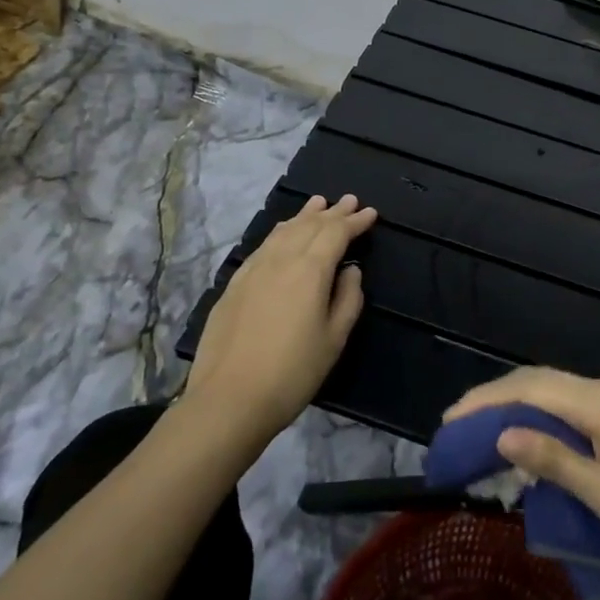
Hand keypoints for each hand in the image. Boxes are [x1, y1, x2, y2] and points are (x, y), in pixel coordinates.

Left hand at [184, 194, 377, 444]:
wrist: (229, 399)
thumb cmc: (292, 372)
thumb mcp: (334, 339)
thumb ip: (348, 299)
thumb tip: (350, 272)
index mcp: (309, 270)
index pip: (336, 233)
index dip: (355, 222)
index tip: (371, 212)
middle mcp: (281, 259)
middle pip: (310, 225)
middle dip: (332, 212)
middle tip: (349, 200)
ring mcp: (253, 269)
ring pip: (283, 230)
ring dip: (304, 215)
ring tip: (318, 203)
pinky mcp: (234, 283)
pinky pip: (264, 244)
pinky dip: (281, 231)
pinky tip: (283, 232)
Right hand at [444, 367, 599, 569]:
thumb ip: (552, 459)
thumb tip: (502, 435)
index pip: (532, 389)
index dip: (488, 400)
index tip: (452, 419)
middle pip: (541, 380)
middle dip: (497, 397)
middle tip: (459, 422)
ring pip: (557, 388)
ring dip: (519, 402)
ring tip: (484, 426)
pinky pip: (573, 400)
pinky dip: (543, 411)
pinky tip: (531, 432)